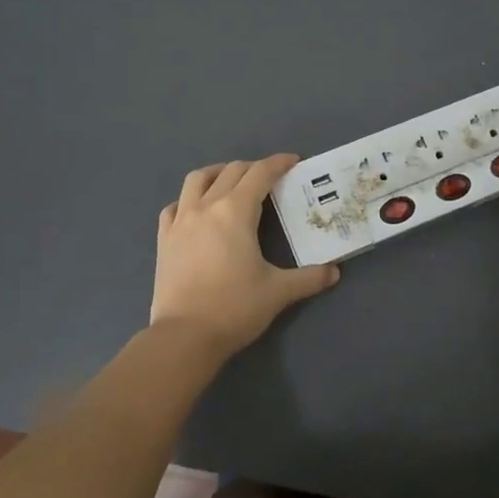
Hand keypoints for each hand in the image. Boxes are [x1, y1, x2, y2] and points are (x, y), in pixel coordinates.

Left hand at [151, 154, 339, 359]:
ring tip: (230, 181)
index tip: (293, 161)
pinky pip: (174, 206)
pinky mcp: (164, 239)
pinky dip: (188, 200)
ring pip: (196, 180)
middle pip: (231, 171)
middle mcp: (206, 207)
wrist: (184, 336)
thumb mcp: (278, 292)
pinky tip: (196, 211)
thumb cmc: (234, 308)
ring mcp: (180, 221)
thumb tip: (334, 273)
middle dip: (253, 168)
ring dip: (218, 173)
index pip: (260, 174)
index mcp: (235, 212)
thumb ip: (309, 278)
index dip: (278, 163)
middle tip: (270, 177)